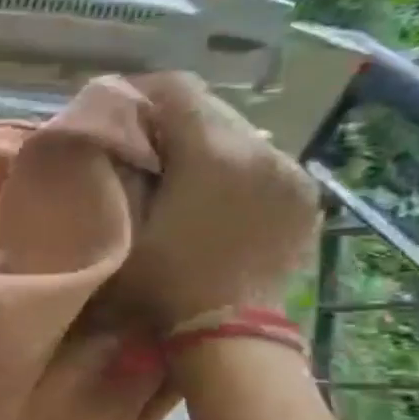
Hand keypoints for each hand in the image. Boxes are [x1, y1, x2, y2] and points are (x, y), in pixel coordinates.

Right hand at [116, 72, 320, 330]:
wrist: (228, 331)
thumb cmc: (162, 281)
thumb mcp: (121, 225)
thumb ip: (118, 173)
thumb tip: (112, 138)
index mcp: (211, 152)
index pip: (176, 88)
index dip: (140, 91)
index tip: (115, 110)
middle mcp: (259, 149)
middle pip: (209, 106)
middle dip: (171, 118)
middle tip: (140, 144)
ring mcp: (290, 170)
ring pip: (239, 132)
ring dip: (205, 142)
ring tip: (179, 172)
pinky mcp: (305, 194)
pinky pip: (263, 160)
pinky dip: (236, 166)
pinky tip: (217, 194)